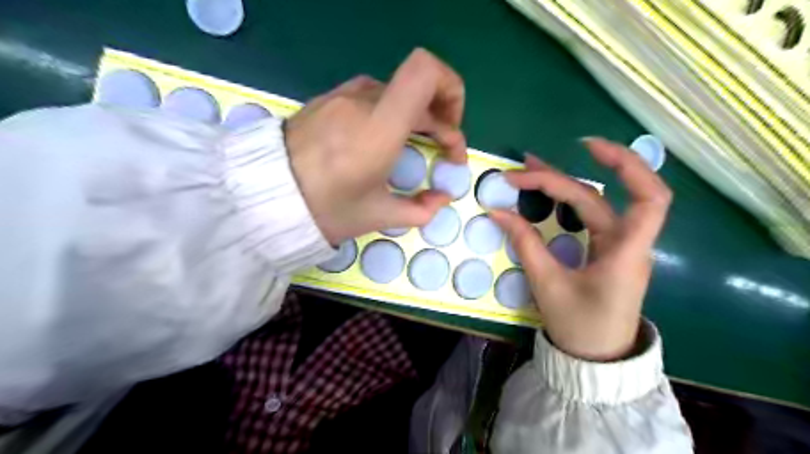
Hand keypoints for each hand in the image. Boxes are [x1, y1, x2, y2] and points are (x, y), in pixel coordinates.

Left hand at [285, 48, 465, 243]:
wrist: (266, 196)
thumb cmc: (326, 209)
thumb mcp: (378, 216)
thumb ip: (420, 209)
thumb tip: (441, 199)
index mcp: (380, 126)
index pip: (426, 72)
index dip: (452, 92)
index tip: (451, 135)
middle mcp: (363, 100)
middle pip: (419, 88)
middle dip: (441, 119)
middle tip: (442, 152)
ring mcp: (343, 95)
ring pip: (397, 93)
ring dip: (416, 117)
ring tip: (412, 146)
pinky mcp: (328, 99)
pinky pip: (372, 97)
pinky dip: (391, 113)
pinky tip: (381, 140)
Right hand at [490, 138, 674, 361]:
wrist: (595, 358)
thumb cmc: (580, 325)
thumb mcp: (548, 284)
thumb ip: (525, 244)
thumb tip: (498, 212)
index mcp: (626, 251)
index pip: (649, 198)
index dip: (627, 166)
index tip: (587, 147)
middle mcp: (626, 242)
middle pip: (598, 197)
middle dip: (558, 180)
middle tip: (519, 171)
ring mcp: (616, 246)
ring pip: (593, 204)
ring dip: (562, 184)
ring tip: (528, 170)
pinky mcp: (605, 251)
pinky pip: (587, 218)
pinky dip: (565, 203)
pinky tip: (546, 194)